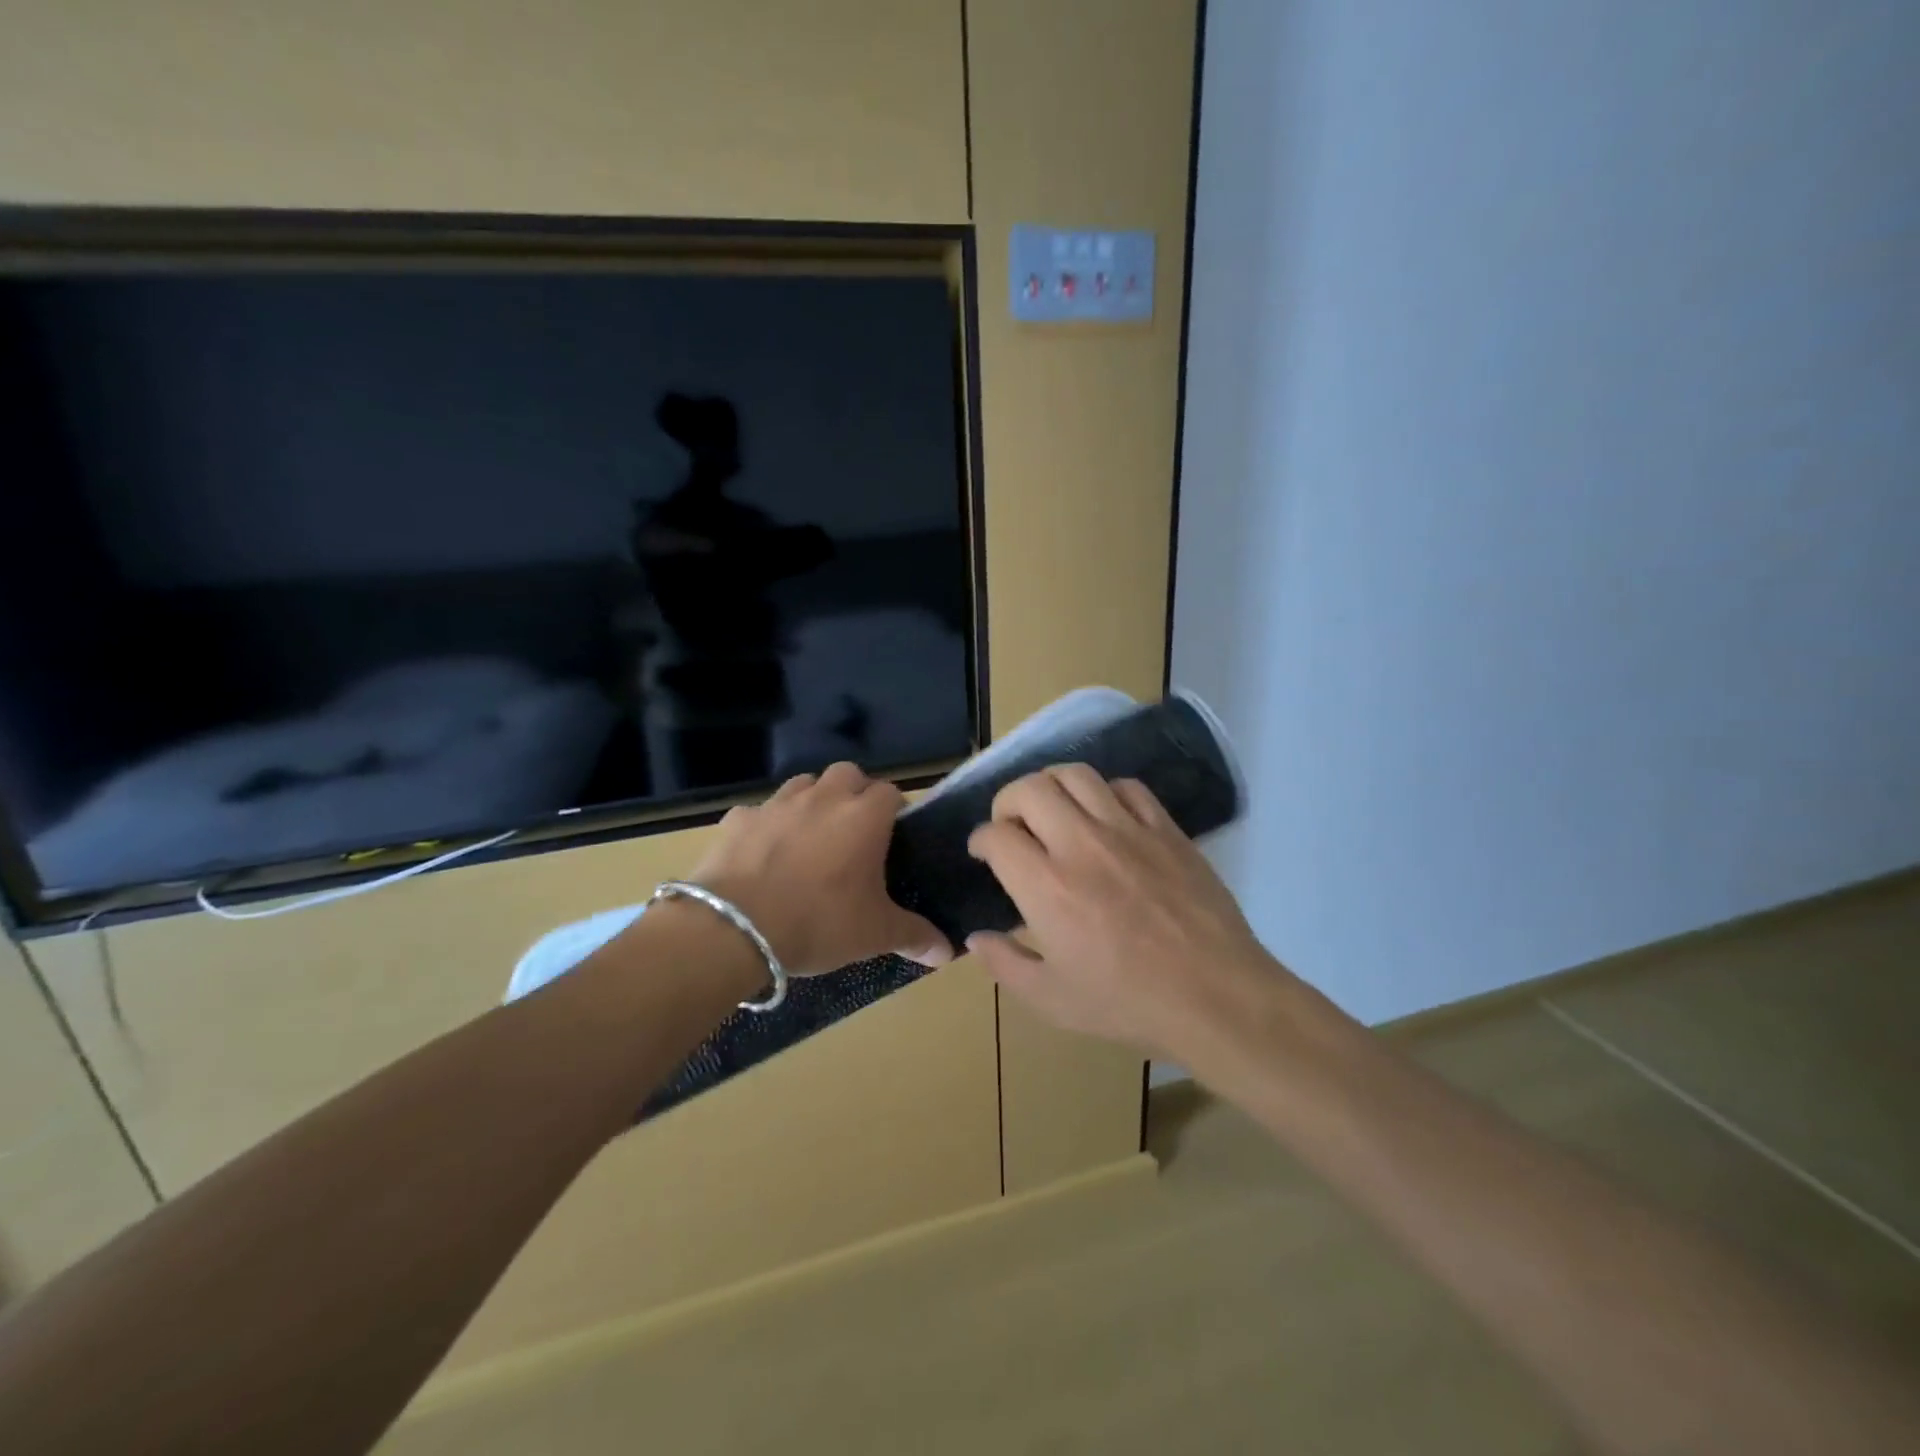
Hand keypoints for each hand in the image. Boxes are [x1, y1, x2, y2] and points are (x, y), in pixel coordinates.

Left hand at [689, 762, 951, 975]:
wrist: (734, 929)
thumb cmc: (818, 922)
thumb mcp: (874, 934)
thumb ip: (915, 936)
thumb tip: (948, 952)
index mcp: (864, 817)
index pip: (891, 792)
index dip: (895, 810)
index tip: (893, 836)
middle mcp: (823, 798)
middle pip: (847, 774)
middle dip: (854, 793)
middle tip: (853, 832)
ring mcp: (777, 804)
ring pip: (803, 784)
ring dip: (812, 801)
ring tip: (810, 837)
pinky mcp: (738, 819)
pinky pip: (759, 812)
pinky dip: (766, 825)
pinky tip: (763, 853)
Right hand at [965, 765, 1276, 1059]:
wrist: (1215, 996)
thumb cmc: (1128, 1002)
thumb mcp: (1052, 999)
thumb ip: (1005, 964)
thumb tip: (975, 938)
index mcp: (1047, 886)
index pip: (997, 835)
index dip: (981, 840)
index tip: (984, 852)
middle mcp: (1081, 844)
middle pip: (1030, 789)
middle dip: (1007, 801)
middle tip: (1011, 826)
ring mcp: (1128, 830)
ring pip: (1076, 774)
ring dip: (1051, 786)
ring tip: (1052, 810)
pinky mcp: (1165, 829)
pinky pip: (1127, 786)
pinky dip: (1104, 792)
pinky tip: (1105, 816)